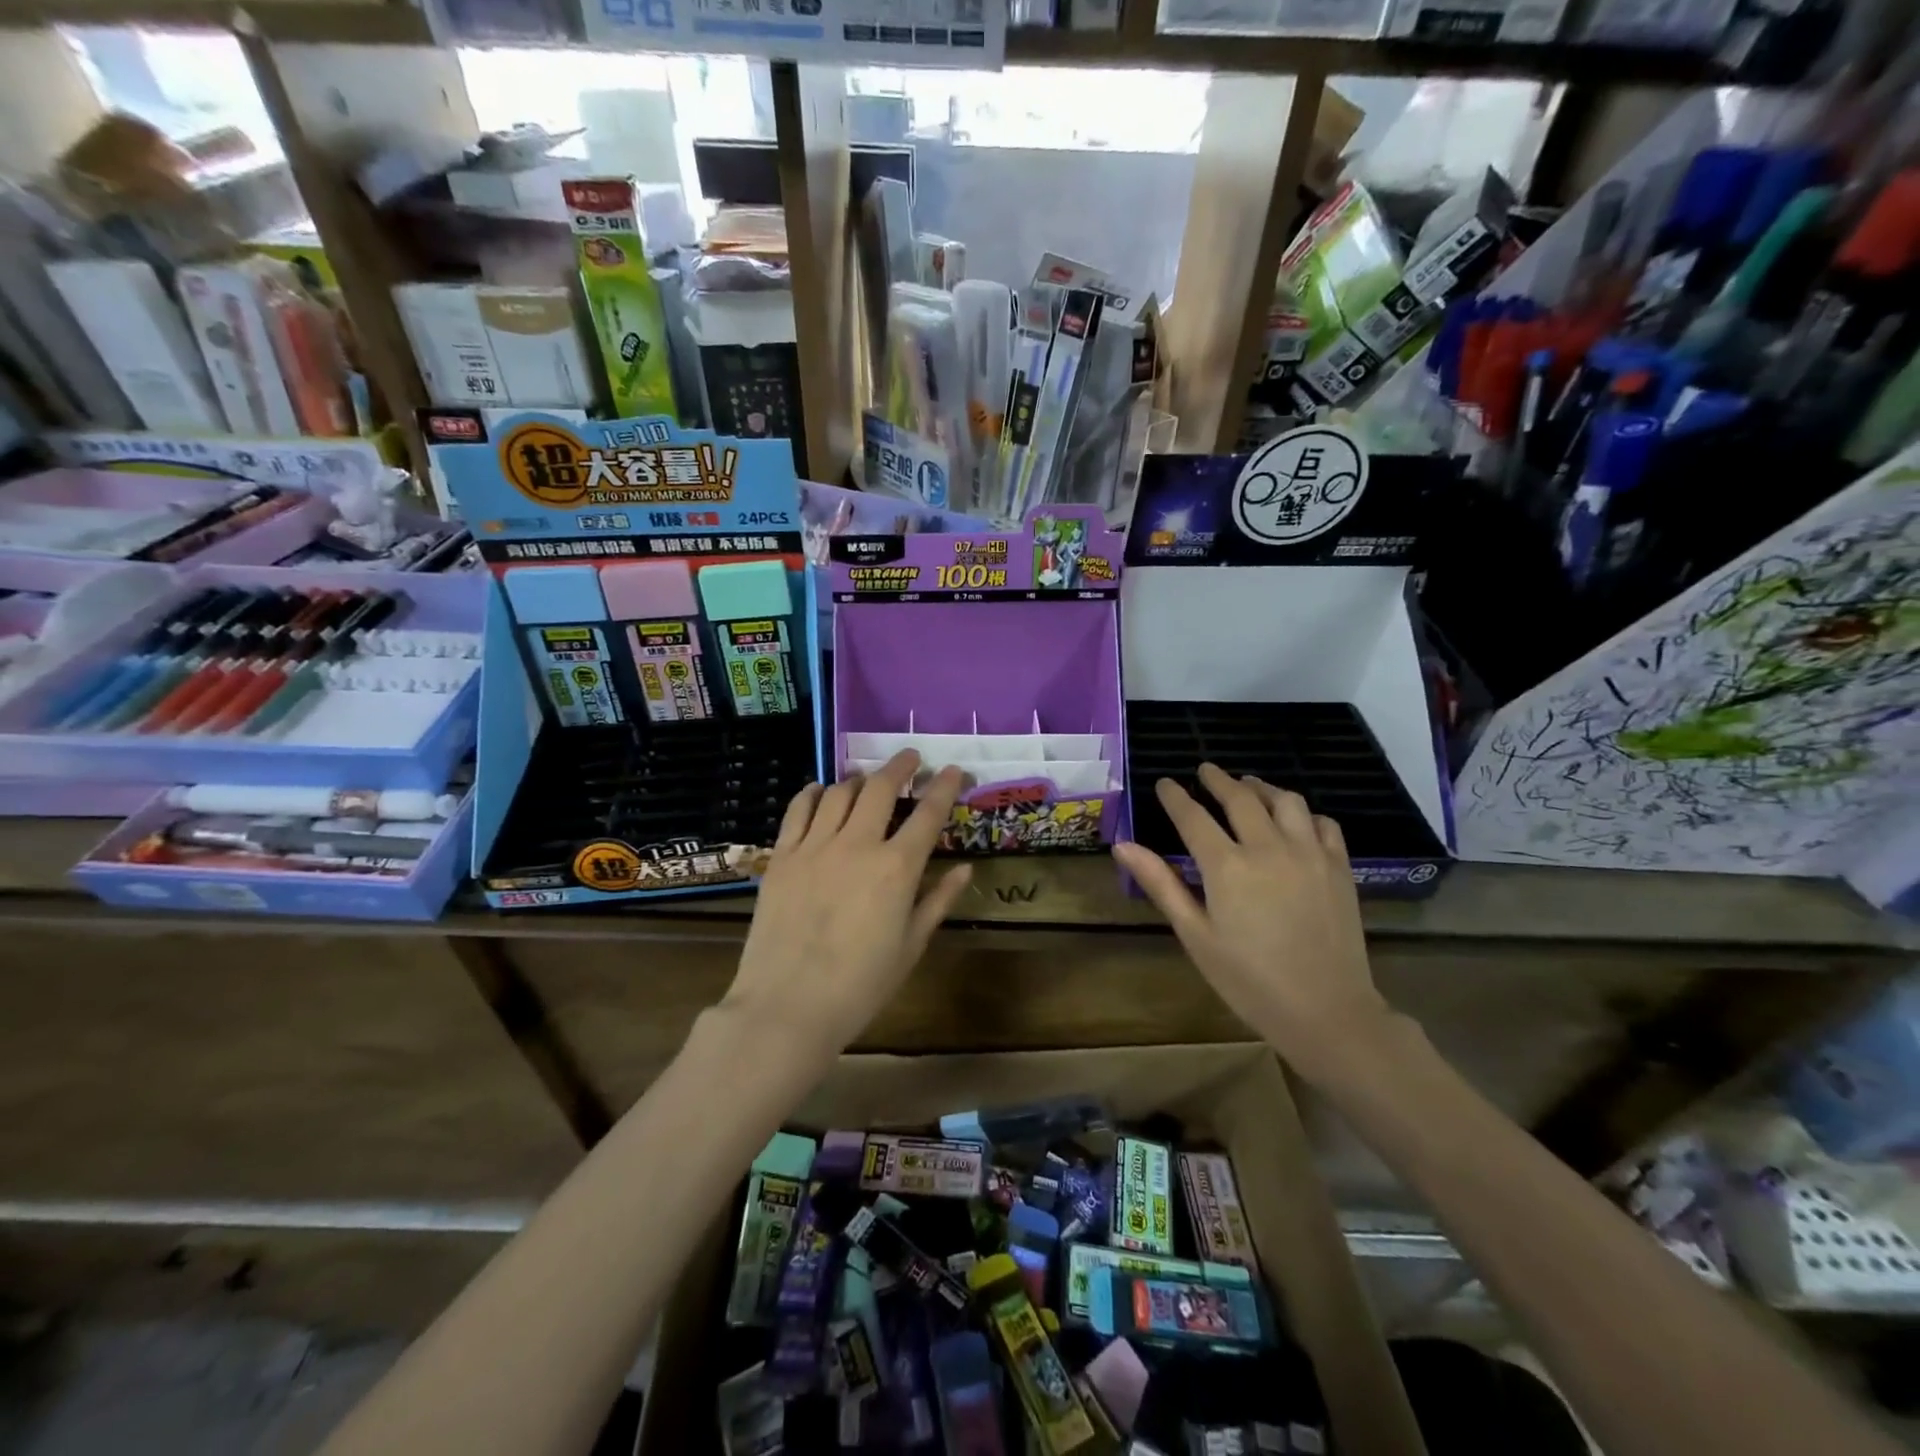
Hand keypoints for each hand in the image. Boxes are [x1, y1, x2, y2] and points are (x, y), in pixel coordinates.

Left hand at [725, 750, 972, 1054]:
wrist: (787, 1006)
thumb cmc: (860, 986)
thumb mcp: (911, 946)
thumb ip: (938, 901)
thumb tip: (965, 869)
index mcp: (897, 868)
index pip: (928, 814)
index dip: (944, 787)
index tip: (953, 770)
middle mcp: (857, 844)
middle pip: (881, 788)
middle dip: (901, 766)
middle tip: (911, 758)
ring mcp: (815, 846)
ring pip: (840, 792)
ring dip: (860, 778)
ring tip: (868, 779)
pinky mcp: (782, 856)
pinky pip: (799, 809)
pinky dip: (814, 792)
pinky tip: (821, 790)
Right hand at [1112, 764, 1387, 1069]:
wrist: (1326, 1012)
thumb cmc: (1249, 980)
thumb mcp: (1195, 935)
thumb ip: (1161, 884)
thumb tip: (1122, 846)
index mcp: (1227, 866)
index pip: (1194, 816)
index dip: (1176, 796)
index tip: (1165, 783)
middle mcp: (1269, 848)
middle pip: (1240, 798)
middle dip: (1218, 780)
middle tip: (1205, 770)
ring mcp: (1309, 854)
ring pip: (1286, 801)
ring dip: (1262, 788)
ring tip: (1248, 786)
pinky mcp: (1339, 867)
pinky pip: (1323, 823)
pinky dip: (1304, 813)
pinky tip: (1295, 820)